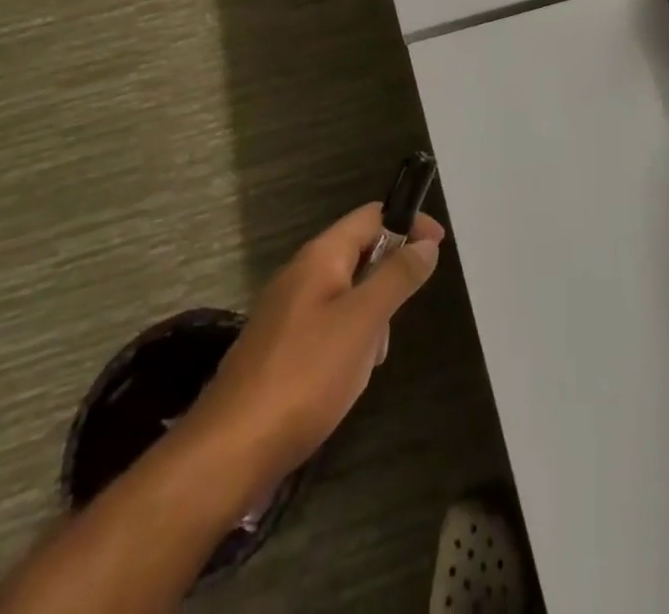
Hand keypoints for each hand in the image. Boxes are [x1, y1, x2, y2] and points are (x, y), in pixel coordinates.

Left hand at [180, 204, 444, 490]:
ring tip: (367, 362)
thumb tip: (425, 243)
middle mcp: (300, 274)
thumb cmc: (305, 376)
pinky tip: (345, 382)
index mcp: (320, 257)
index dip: (408, 222)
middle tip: (396, 322)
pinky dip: (348, 344)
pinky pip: (328, 327)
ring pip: (347, 296)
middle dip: (388, 282)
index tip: (438, 246)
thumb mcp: (363, 321)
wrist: (229, 452)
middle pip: (360, 255)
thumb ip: (397, 277)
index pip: (371, 216)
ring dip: (370, 320)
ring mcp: (286, 312)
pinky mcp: (279, 348)